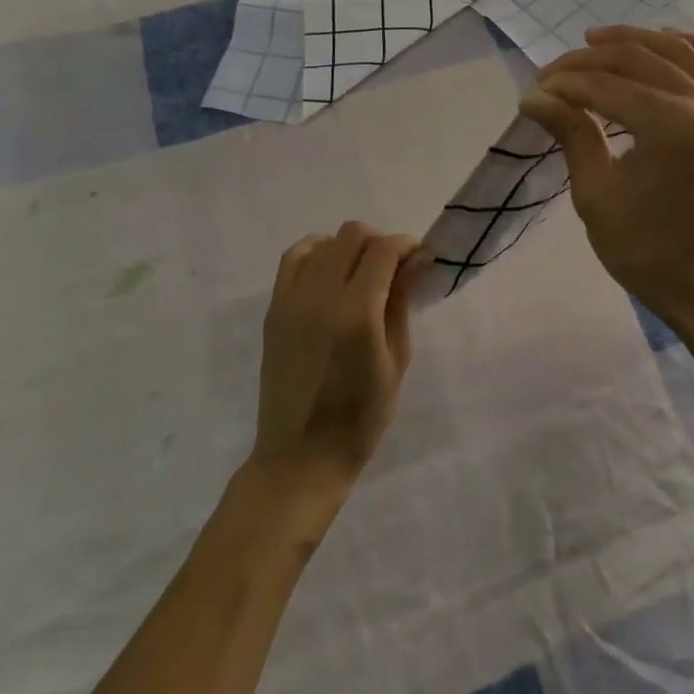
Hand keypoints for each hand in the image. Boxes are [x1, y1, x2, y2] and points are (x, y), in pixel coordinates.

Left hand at [250, 222, 423, 500]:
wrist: (299, 458)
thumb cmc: (360, 419)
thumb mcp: (396, 362)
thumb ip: (401, 304)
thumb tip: (415, 261)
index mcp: (357, 314)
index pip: (382, 249)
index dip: (405, 245)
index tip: (418, 258)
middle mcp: (320, 297)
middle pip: (352, 235)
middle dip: (379, 241)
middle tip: (393, 267)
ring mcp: (291, 300)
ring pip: (323, 241)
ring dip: (348, 246)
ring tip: (360, 272)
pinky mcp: (274, 309)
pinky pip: (294, 258)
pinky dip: (317, 253)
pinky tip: (330, 274)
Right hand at [520, 26, 693, 335]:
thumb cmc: (651, 254)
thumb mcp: (598, 197)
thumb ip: (572, 136)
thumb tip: (535, 97)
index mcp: (671, 126)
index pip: (605, 86)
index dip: (564, 84)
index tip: (533, 93)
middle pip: (638, 60)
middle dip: (589, 61)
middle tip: (553, 74)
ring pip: (679, 53)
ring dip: (635, 40)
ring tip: (595, 39)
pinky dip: (690, 48)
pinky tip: (667, 38)